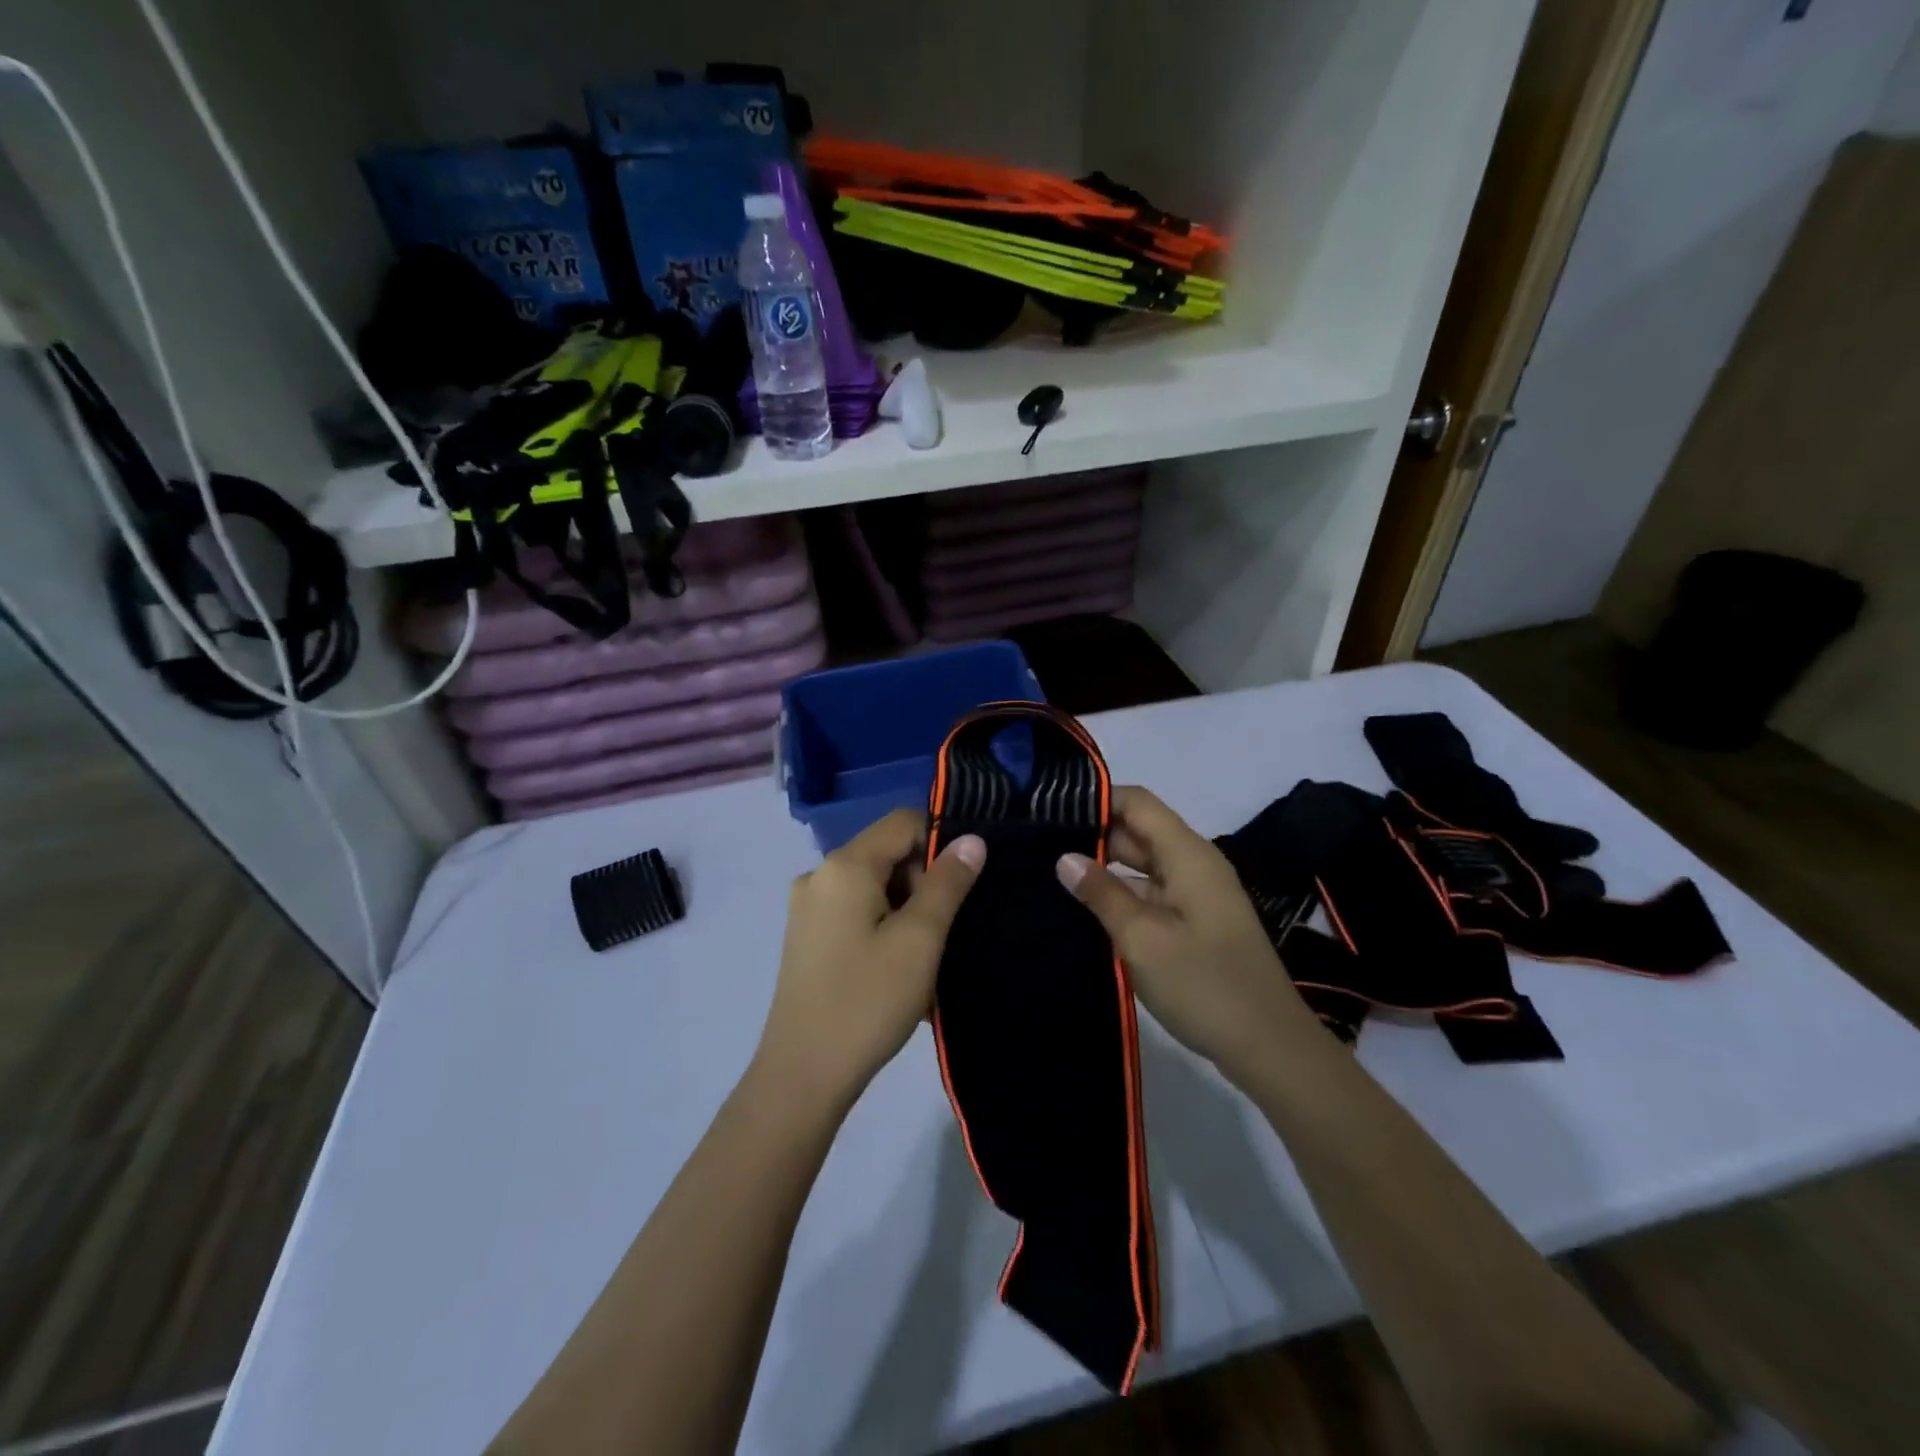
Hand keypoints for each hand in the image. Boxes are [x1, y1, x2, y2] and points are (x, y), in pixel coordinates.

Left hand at [756, 809, 984, 1108]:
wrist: (803, 1075)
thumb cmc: (867, 1001)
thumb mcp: (920, 939)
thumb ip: (948, 883)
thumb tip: (972, 840)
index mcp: (844, 866)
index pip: (904, 822)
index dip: (941, 841)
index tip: (965, 884)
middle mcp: (819, 875)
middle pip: (887, 854)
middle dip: (923, 882)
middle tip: (944, 932)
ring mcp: (808, 908)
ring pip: (874, 887)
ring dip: (907, 910)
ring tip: (926, 958)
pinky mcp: (807, 937)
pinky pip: (857, 913)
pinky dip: (885, 927)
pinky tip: (900, 969)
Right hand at [1056, 787, 1315, 1081]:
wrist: (1269, 1048)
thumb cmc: (1204, 985)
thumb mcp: (1142, 939)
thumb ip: (1102, 893)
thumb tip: (1065, 857)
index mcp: (1187, 855)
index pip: (1137, 802)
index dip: (1097, 799)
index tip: (1051, 810)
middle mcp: (1193, 864)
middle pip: (1138, 831)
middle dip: (1092, 834)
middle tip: (1038, 844)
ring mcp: (1195, 894)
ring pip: (1142, 864)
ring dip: (1103, 867)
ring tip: (1050, 873)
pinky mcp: (1194, 922)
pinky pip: (1150, 893)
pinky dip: (1120, 895)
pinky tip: (1084, 908)